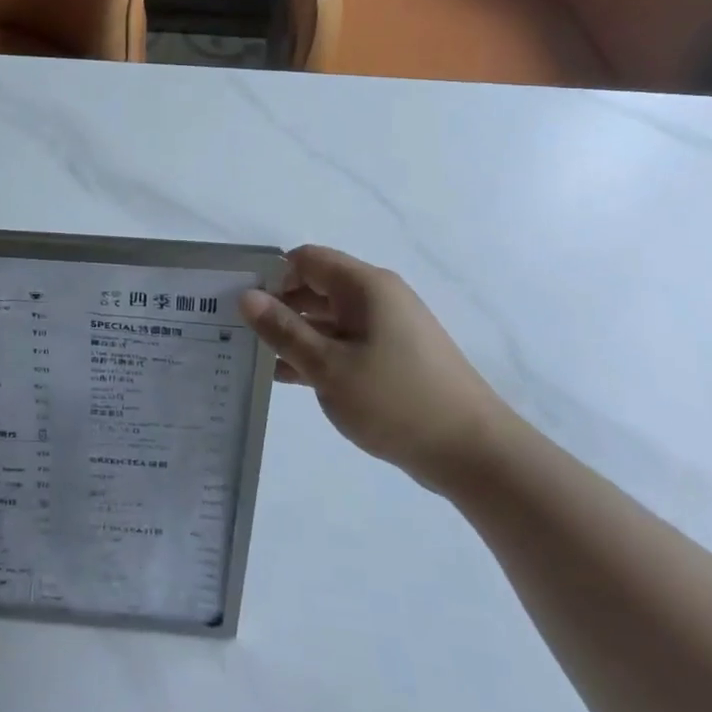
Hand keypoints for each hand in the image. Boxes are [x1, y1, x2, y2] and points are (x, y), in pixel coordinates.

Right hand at [239, 246, 508, 488]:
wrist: (472, 452)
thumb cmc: (395, 401)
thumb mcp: (328, 367)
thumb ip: (284, 330)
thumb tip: (246, 296)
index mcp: (364, 286)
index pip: (306, 260)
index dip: (271, 276)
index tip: (240, 305)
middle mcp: (377, 297)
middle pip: (316, 287)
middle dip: (278, 306)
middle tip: (238, 333)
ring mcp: (388, 327)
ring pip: (329, 318)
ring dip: (295, 334)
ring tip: (254, 358)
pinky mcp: (393, 356)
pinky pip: (345, 343)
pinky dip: (318, 354)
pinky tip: (287, 378)